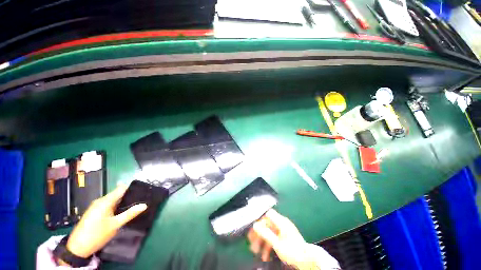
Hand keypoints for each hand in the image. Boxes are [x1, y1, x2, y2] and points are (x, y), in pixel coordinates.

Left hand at [65, 185, 146, 258]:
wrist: (77, 248)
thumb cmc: (97, 234)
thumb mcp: (115, 225)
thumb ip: (129, 214)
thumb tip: (144, 205)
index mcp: (105, 201)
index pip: (121, 189)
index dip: (132, 187)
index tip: (143, 189)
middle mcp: (100, 201)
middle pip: (117, 194)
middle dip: (128, 196)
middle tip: (140, 199)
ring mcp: (96, 206)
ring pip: (113, 200)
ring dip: (122, 202)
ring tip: (133, 205)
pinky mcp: (94, 212)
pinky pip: (108, 205)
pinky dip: (116, 206)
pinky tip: (121, 212)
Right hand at [248, 209, 318, 268]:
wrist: (307, 260)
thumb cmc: (292, 251)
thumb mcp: (277, 244)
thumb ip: (265, 233)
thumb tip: (255, 225)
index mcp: (281, 221)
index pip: (268, 214)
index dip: (260, 218)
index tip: (253, 227)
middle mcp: (281, 223)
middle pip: (267, 224)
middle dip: (259, 233)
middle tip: (250, 241)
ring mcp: (283, 230)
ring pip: (269, 232)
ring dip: (262, 241)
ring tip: (256, 251)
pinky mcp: (284, 237)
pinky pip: (274, 238)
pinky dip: (268, 245)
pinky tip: (265, 255)